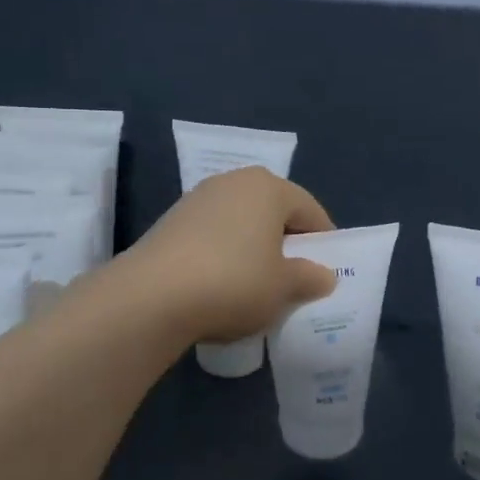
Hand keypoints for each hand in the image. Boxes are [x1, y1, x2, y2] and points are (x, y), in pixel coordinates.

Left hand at [124, 167, 337, 343]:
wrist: (152, 297)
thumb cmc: (235, 282)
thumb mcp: (284, 287)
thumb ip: (309, 278)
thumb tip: (323, 276)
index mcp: (268, 187)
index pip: (309, 210)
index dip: (324, 242)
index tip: (326, 272)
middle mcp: (232, 182)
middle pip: (273, 213)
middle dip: (286, 244)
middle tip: (294, 280)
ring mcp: (196, 200)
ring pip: (241, 225)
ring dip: (253, 251)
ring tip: (257, 287)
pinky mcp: (170, 223)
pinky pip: (213, 238)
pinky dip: (224, 257)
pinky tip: (222, 287)